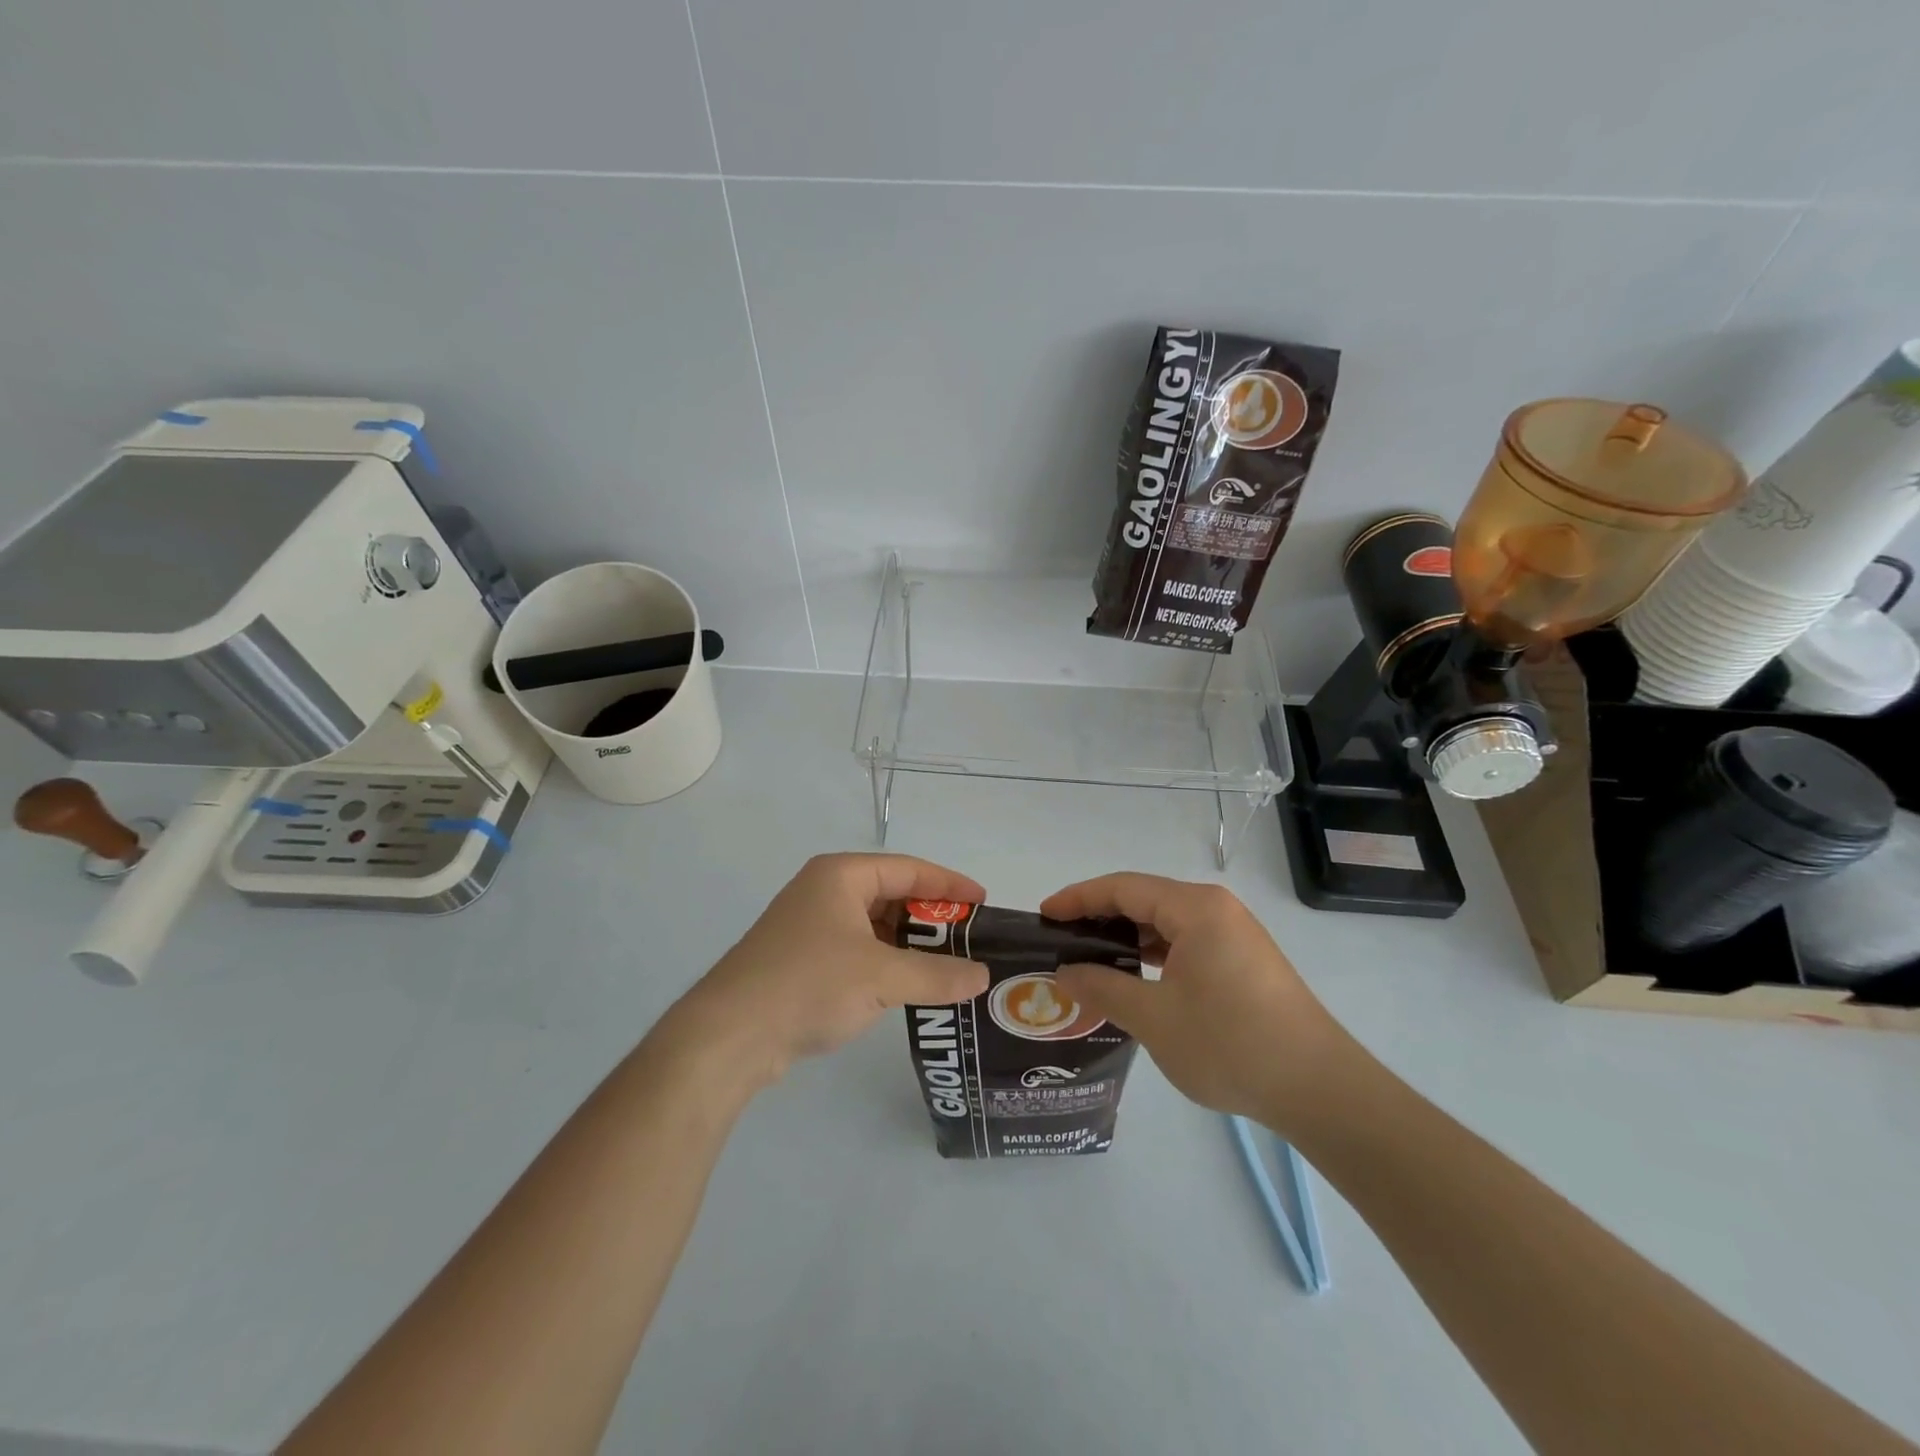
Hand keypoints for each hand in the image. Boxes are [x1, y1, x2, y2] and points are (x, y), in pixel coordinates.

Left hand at [667, 853, 990, 1091]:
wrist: (728, 1035)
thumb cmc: (808, 985)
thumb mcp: (881, 978)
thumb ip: (937, 975)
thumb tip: (983, 978)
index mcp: (841, 876)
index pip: (909, 869)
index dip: (949, 884)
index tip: (983, 902)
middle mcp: (825, 892)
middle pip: (892, 895)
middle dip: (931, 917)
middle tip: (970, 940)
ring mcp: (810, 927)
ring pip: (875, 926)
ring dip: (910, 944)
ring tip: (948, 966)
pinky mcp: (802, 960)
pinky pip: (858, 951)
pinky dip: (886, 963)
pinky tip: (908, 987)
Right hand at [1043, 874, 1349, 1128]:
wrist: (1320, 1089)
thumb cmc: (1230, 1044)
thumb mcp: (1154, 1018)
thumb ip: (1103, 987)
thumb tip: (1065, 971)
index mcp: (1194, 908)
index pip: (1122, 888)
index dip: (1078, 898)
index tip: (1043, 916)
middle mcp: (1215, 909)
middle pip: (1144, 899)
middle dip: (1099, 917)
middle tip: (1060, 943)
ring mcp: (1234, 934)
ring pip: (1165, 923)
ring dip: (1127, 938)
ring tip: (1089, 962)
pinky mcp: (1244, 961)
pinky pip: (1186, 943)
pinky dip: (1154, 954)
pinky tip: (1134, 979)